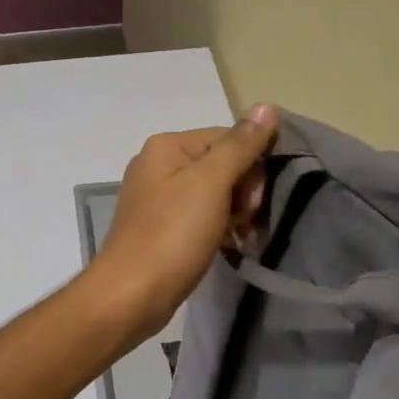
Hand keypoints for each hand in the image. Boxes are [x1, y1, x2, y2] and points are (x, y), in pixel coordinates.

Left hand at [87, 104, 280, 341]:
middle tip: (245, 221)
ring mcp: (156, 196)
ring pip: (214, 193)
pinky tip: (229, 246)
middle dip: (243, 192)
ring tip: (239, 238)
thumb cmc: (172, 234)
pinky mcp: (159, 225)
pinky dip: (217, 228)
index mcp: (167, 145)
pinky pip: (199, 216)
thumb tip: (266, 106)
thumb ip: (240, 145)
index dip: (251, 166)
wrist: (131, 293)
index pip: (228, 137)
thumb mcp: (210, 183)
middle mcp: (157, 164)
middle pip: (221, 164)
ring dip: (235, 213)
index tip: (254, 201)